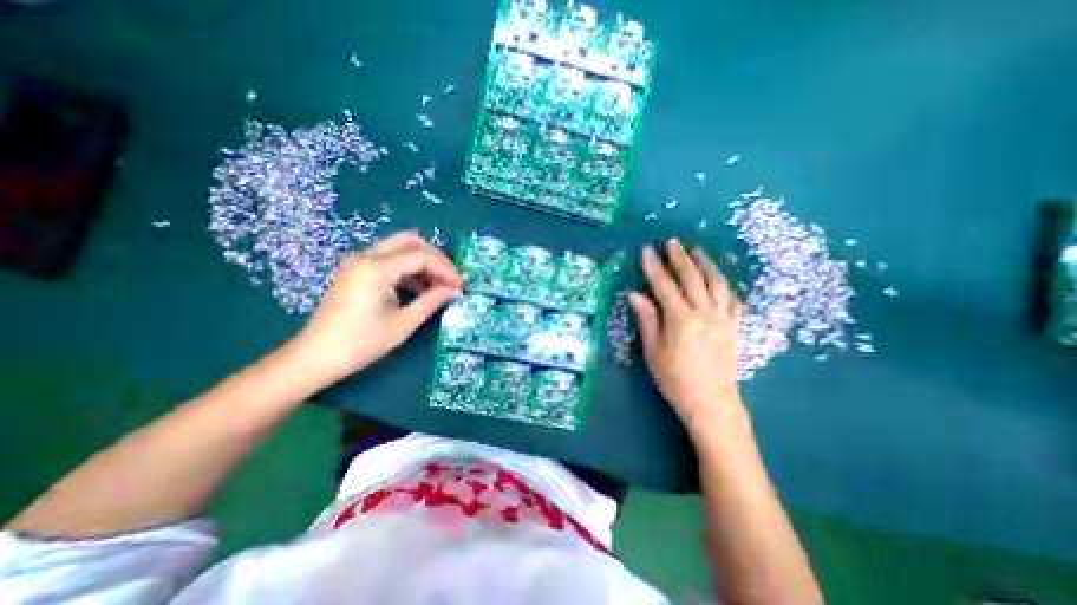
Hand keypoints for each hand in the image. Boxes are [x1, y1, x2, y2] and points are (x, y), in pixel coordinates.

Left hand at [288, 233, 465, 385]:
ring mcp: (359, 263)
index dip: (446, 269)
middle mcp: (366, 257)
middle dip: (436, 258)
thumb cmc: (362, 343)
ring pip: (400, 248)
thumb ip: (433, 301)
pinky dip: (409, 269)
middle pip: (410, 242)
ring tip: (439, 285)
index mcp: (376, 268)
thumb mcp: (404, 323)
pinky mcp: (358, 272)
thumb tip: (456, 290)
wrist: (316, 357)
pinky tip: (420, 288)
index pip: (421, 256)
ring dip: (423, 262)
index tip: (461, 285)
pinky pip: (390, 260)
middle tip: (450, 278)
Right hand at [628, 238, 746, 432]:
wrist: (711, 402)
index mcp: (681, 320)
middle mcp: (705, 313)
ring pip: (715, 283)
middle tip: (672, 242)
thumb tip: (635, 294)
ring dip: (705, 264)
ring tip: (696, 251)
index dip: (654, 267)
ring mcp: (724, 319)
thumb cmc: (675, 379)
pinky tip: (718, 278)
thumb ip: (647, 319)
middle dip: (679, 258)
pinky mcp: (735, 326)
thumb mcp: (653, 351)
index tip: (647, 250)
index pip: (665, 286)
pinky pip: (732, 298)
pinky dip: (723, 284)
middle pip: (691, 278)